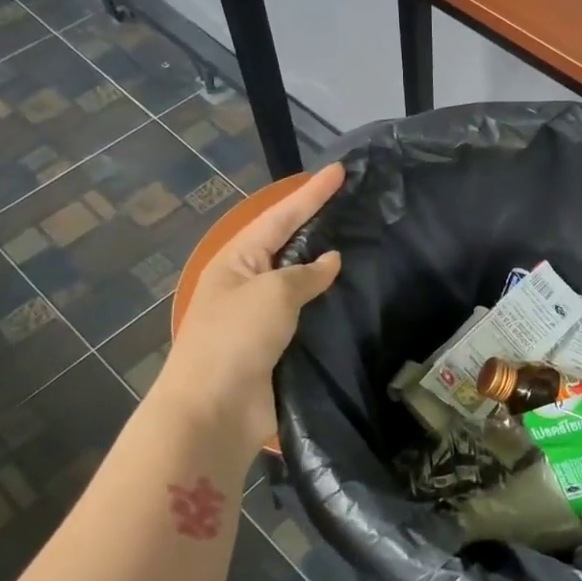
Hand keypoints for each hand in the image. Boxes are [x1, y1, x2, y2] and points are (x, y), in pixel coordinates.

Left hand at [157, 163, 344, 443]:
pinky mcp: (281, 347)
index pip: (281, 216)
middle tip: (357, 203)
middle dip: (320, 224)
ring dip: (330, 267)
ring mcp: (264, 316)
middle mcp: (249, 282)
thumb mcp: (272, 293)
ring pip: (304, 282)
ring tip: (366, 245)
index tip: (341, 170)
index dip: (312, 193)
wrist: (215, 410)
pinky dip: (332, 304)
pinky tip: (358, 296)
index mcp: (237, 260)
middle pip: (291, 244)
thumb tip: (331, 261)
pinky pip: (311, 315)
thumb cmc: (236, 338)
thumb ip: (306, 273)